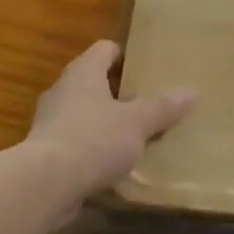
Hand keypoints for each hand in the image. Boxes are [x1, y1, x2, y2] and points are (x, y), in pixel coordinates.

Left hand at [26, 40, 193, 199]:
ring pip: (84, 112)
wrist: (44, 184)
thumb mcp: (137, 123)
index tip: (148, 70)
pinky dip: (91, 147)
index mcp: (84, 70)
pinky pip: (74, 139)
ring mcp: (50, 119)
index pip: (106, 49)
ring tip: (132, 136)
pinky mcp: (44, 150)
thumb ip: (162, 108)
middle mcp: (63, 88)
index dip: (127, 56)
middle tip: (146, 103)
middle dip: (119, 92)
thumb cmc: (94, 139)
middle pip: (95, 80)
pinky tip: (110, 164)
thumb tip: (190, 92)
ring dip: (104, 122)